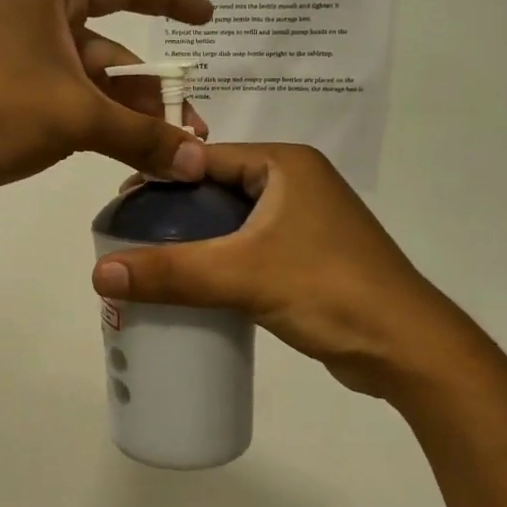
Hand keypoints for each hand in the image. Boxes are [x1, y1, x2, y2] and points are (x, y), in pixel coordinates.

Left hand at [0, 0, 212, 217]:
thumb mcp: (78, 115)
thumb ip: (142, 136)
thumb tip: (198, 162)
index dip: (170, 0)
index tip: (207, 18)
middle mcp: (39, 25)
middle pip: (114, 53)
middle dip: (154, 92)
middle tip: (193, 131)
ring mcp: (27, 68)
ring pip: (96, 89)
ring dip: (133, 119)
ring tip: (173, 154)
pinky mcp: (18, 108)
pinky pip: (76, 113)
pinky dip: (105, 132)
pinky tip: (135, 158)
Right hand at [90, 144, 482, 397]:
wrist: (408, 349)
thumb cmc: (328, 291)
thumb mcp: (242, 276)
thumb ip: (171, 273)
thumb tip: (98, 274)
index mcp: (285, 165)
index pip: (205, 157)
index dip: (160, 176)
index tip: (119, 205)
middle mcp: (296, 182)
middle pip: (216, 188)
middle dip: (174, 211)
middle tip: (129, 236)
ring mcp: (305, 220)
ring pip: (233, 221)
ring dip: (196, 238)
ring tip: (151, 260)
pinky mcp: (309, 255)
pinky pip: (250, 247)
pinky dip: (221, 260)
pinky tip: (193, 282)